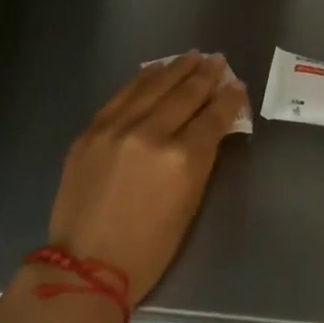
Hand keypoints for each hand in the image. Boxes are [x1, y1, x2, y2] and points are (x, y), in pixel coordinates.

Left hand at [46, 53, 246, 301]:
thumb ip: (202, 158)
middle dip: (205, 75)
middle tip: (218, 61)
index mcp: (182, 159)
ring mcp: (117, 128)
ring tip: (192, 56)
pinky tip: (155, 70)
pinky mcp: (92, 130)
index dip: (229, 100)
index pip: (213, 117)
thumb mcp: (189, 204)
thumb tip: (213, 126)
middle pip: (185, 94)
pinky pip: (123, 95)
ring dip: (176, 68)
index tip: (238, 87)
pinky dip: (143, 80)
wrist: (85, 266)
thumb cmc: (149, 248)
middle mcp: (150, 134)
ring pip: (153, 86)